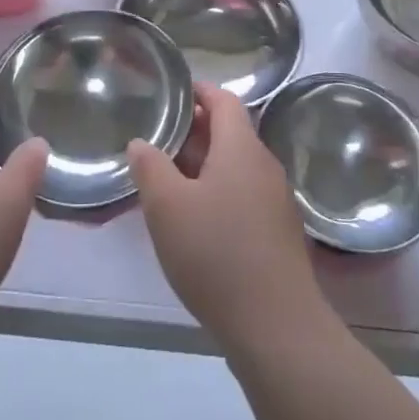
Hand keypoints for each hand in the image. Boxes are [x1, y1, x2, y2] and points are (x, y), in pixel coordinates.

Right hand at [127, 82, 329, 355]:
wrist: (276, 327)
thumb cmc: (217, 254)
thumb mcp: (168, 208)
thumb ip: (150, 168)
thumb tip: (141, 142)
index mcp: (241, 148)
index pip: (224, 100)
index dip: (198, 91)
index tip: (172, 92)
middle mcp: (264, 165)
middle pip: (230, 132)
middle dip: (195, 130)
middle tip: (159, 136)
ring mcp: (275, 200)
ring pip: (235, 166)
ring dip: (204, 164)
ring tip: (168, 178)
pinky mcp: (277, 232)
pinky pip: (243, 194)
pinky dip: (218, 192)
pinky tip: (194, 219)